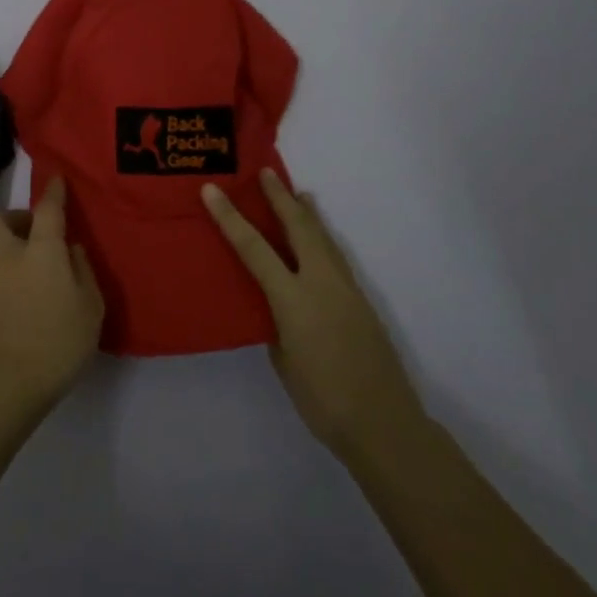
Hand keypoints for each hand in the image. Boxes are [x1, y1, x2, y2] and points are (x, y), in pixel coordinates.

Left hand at [0, 177, 104, 416]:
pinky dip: (17, 272)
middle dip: (15, 217)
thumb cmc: (59, 339)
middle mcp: (13, 257)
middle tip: (40, 230)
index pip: (47, 209)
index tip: (57, 180)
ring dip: (18, 247)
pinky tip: (38, 292)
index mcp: (41, 250)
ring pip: (0, 248)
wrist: (10, 382)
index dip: (53, 192)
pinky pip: (3, 273)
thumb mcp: (90, 306)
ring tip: (48, 268)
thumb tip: (72, 251)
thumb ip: (83, 271)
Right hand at [203, 170, 425, 465]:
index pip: (254, 249)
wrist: (384, 425)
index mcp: (293, 300)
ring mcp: (346, 290)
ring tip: (297, 193)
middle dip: (280, 198)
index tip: (211, 190)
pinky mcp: (361, 301)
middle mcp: (321, 284)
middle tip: (266, 172)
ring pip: (323, 238)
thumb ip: (276, 322)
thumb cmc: (322, 399)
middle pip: (298, 228)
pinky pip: (335, 256)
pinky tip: (319, 238)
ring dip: (306, 213)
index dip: (230, 217)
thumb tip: (277, 305)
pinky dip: (322, 237)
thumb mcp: (283, 359)